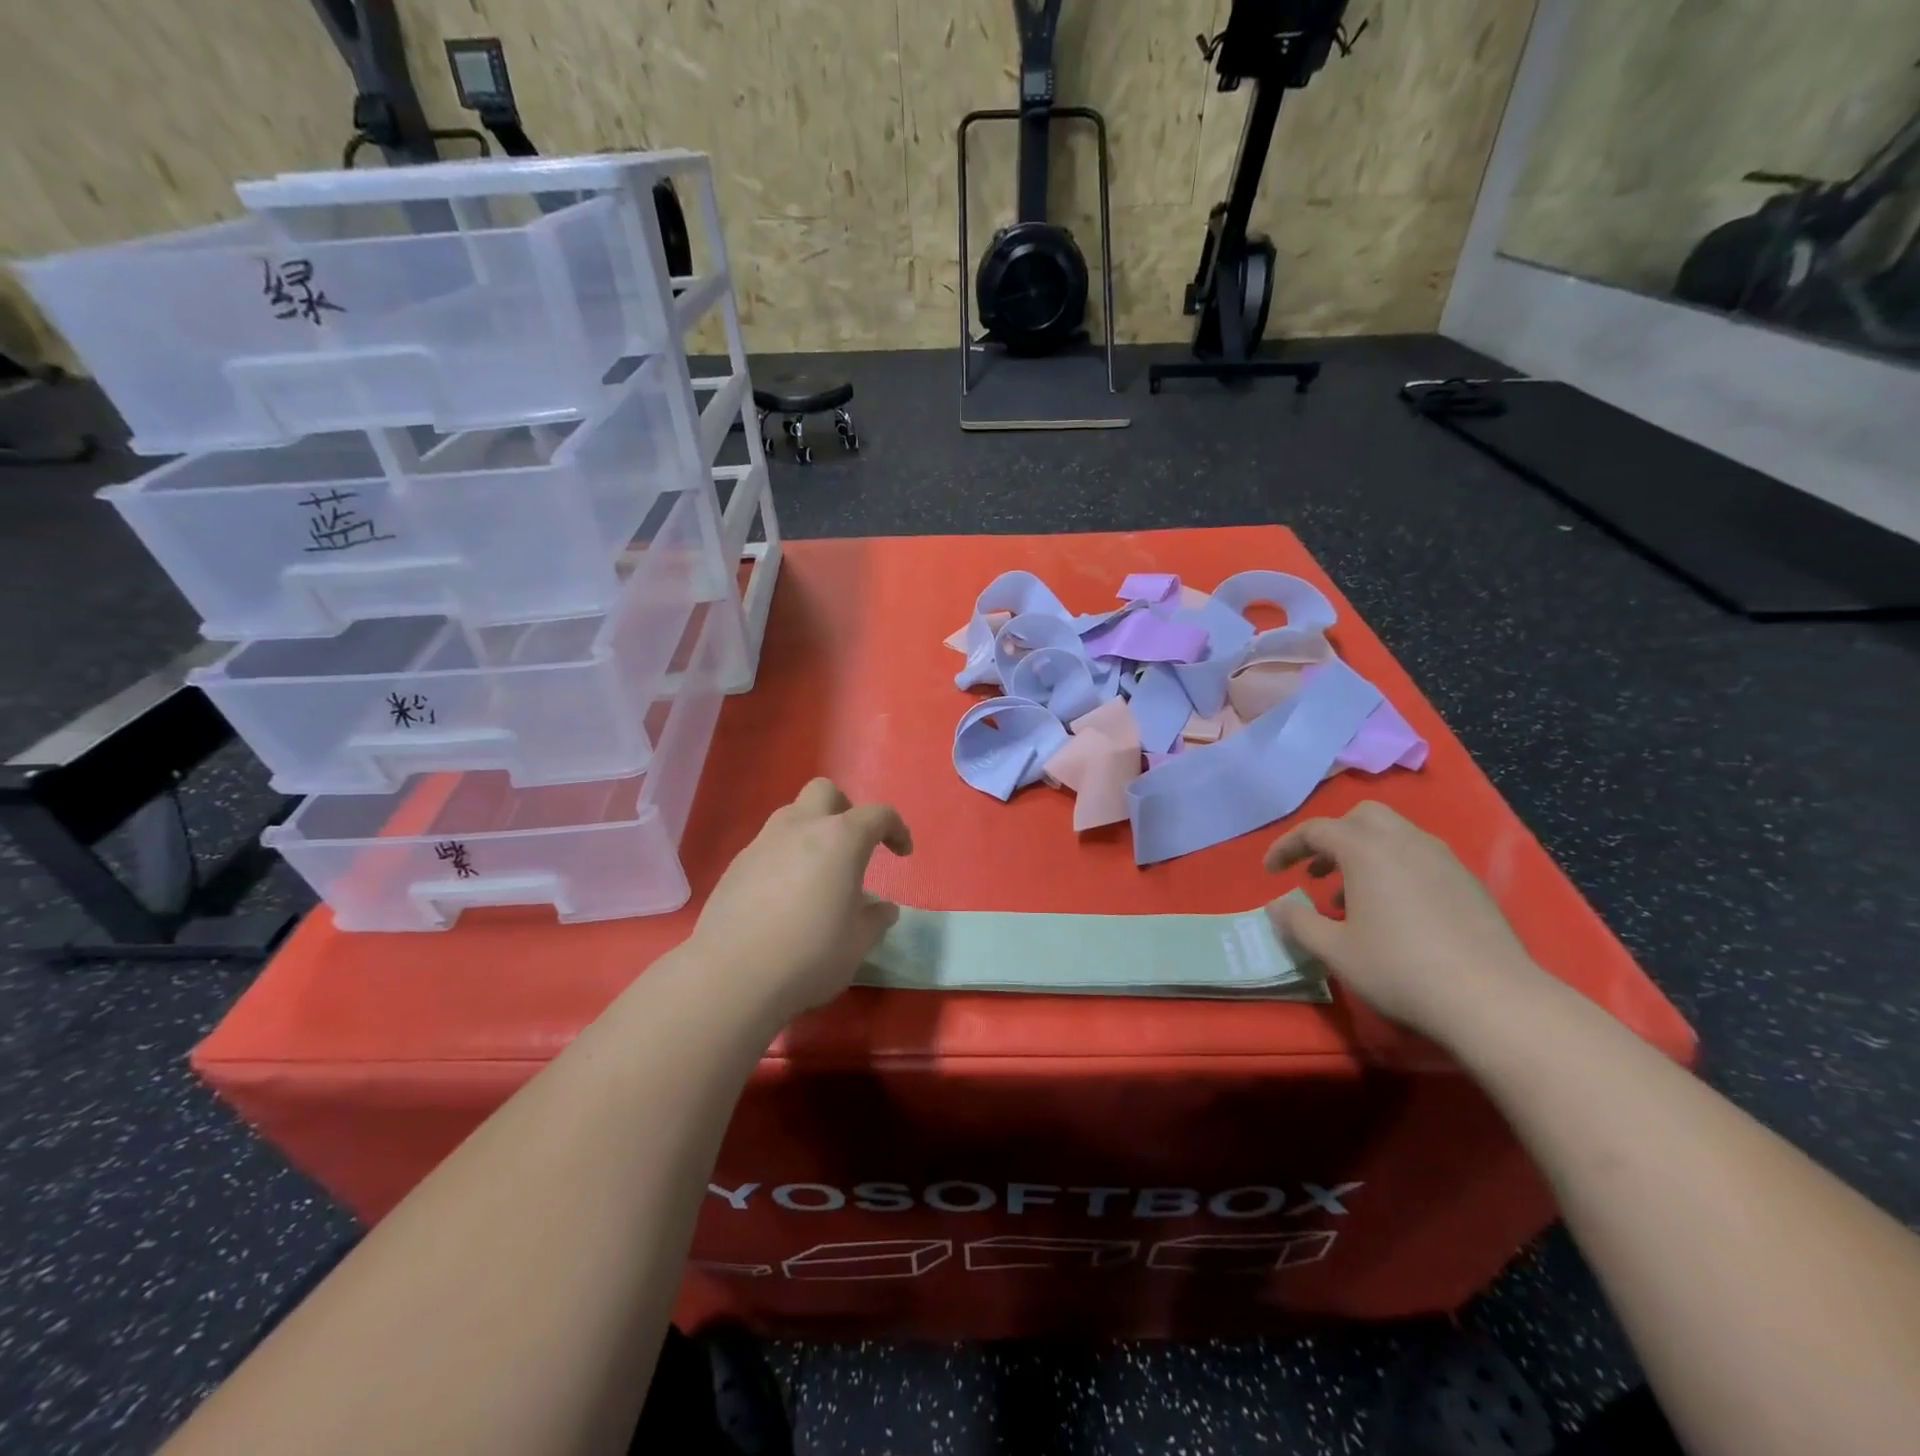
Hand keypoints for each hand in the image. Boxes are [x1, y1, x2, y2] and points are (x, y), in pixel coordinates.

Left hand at [690, 778, 912, 1021]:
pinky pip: (768, 846)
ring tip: (818, 871)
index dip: (896, 829)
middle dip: (846, 809)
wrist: (731, 977)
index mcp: (841, 839)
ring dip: (811, 830)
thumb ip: (875, 919)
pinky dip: (784, 857)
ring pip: (792, 814)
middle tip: (853, 846)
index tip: (902, 853)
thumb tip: (883, 908)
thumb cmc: (809, 955)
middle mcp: (801, 828)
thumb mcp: (857, 943)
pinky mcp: (736, 866)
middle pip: (826, 792)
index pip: (878, 815)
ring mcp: (763, 843)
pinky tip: (784, 895)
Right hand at [1264, 801, 1545, 1040]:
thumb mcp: (1335, 951)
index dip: (1286, 847)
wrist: (1493, 1000)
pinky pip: (1420, 858)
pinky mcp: (1468, 882)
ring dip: (1364, 854)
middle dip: (1332, 838)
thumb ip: (1298, 923)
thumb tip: (1276, 908)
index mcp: (1366, 849)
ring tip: (1351, 898)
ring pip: (1394, 835)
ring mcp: (1442, 859)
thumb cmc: (1399, 968)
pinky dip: (1395, 869)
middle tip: (1316, 871)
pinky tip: (1395, 912)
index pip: (1315, 830)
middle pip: (1360, 817)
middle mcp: (1404, 841)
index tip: (1271, 871)